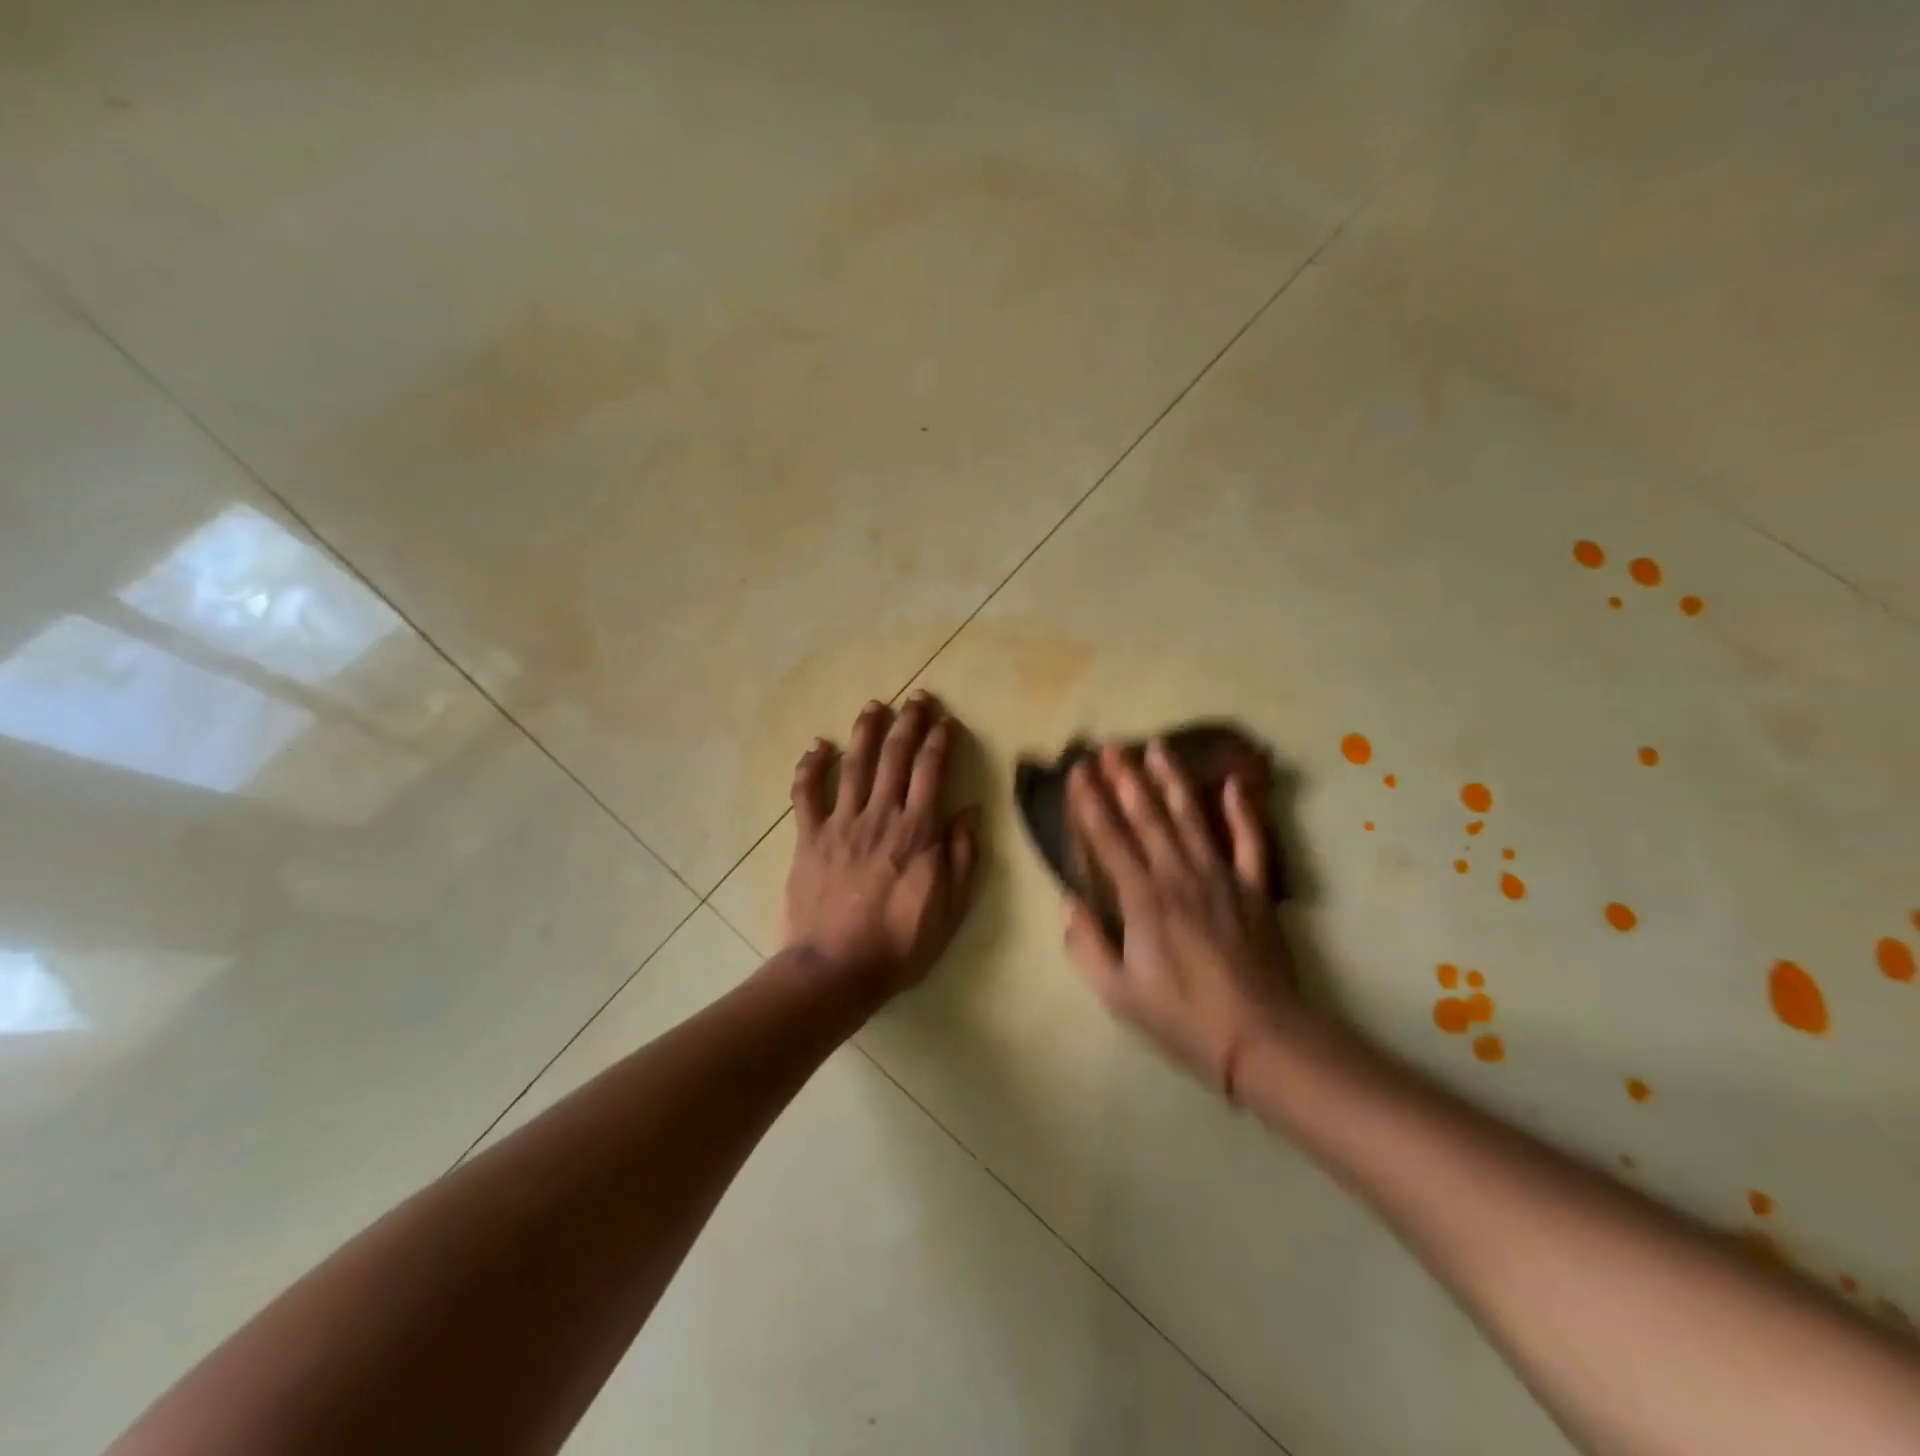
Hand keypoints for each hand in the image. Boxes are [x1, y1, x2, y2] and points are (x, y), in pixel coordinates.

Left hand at [781, 691, 981, 997]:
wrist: (836, 970)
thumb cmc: (901, 944)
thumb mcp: (951, 909)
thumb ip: (962, 857)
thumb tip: (969, 812)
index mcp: (917, 832)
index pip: (932, 771)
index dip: (940, 741)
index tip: (946, 721)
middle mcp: (880, 816)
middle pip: (895, 757)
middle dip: (908, 722)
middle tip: (918, 698)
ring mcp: (841, 823)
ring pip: (855, 765)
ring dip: (866, 731)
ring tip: (875, 705)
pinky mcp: (809, 837)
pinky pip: (806, 794)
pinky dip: (810, 767)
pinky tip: (816, 746)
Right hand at [1063, 741, 1300, 1099]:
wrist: (1260, 1037)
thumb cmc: (1181, 1018)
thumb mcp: (1117, 994)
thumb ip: (1086, 944)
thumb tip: (1069, 901)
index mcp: (1142, 899)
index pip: (1109, 839)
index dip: (1090, 803)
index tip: (1078, 771)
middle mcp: (1178, 876)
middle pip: (1147, 817)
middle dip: (1125, 778)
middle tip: (1110, 745)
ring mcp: (1220, 877)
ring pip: (1191, 818)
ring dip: (1171, 780)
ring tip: (1157, 747)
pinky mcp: (1254, 889)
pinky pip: (1249, 841)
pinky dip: (1242, 811)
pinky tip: (1232, 783)